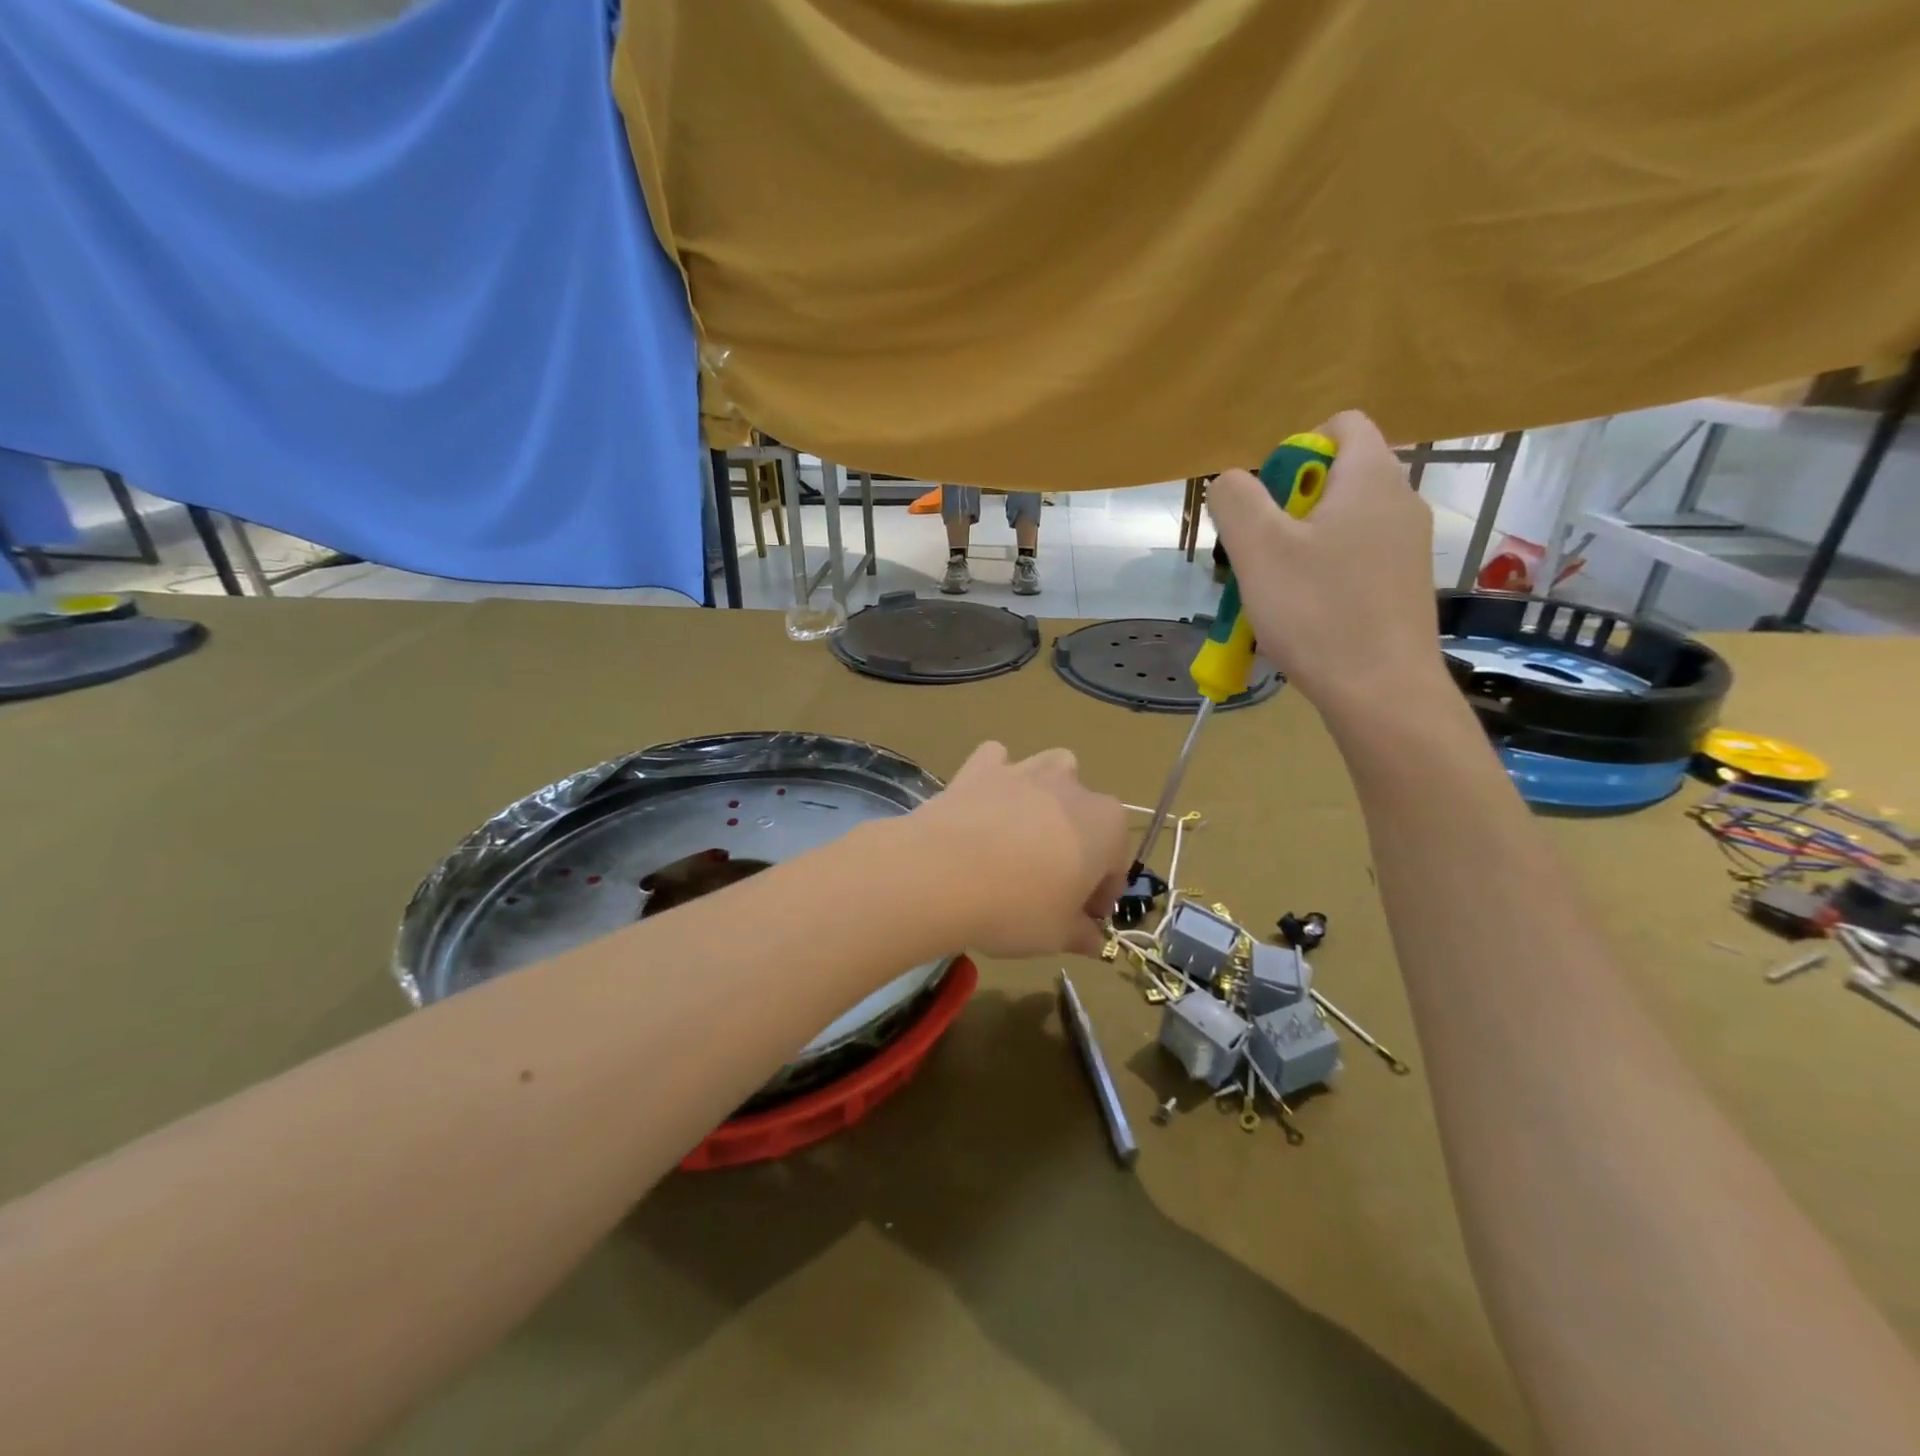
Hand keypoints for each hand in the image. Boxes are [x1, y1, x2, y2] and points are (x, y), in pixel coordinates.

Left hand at [910, 742, 1128, 958]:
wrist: (941, 874)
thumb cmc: (1016, 908)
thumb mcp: (1058, 936)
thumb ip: (1082, 934)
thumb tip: (1092, 939)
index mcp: (1106, 826)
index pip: (1115, 865)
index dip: (1100, 896)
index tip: (1081, 920)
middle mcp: (1073, 787)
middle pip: (1086, 816)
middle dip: (1077, 845)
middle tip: (1051, 884)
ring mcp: (1025, 770)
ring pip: (1051, 772)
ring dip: (1047, 797)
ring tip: (1023, 834)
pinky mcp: (981, 766)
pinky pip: (997, 761)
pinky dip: (996, 777)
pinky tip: (984, 804)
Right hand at [1207, 410, 1448, 720]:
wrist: (1382, 692)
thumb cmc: (1318, 612)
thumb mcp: (1259, 550)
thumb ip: (1237, 500)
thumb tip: (1232, 481)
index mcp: (1370, 479)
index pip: (1341, 426)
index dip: (1295, 450)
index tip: (1266, 500)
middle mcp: (1400, 502)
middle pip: (1335, 479)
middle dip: (1286, 508)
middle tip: (1260, 555)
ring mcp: (1407, 547)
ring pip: (1341, 525)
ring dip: (1298, 547)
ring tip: (1274, 593)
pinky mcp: (1405, 586)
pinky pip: (1355, 560)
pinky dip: (1323, 575)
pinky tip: (1303, 616)